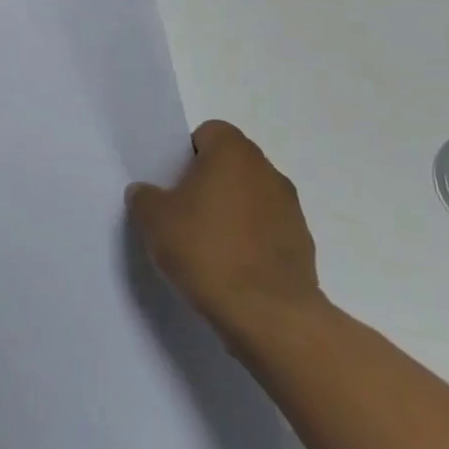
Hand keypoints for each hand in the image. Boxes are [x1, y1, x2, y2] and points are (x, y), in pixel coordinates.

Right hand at [127, 120, 321, 345]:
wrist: (269, 316)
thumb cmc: (206, 250)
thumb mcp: (153, 218)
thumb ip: (145, 196)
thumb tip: (149, 194)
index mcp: (233, 154)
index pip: (209, 132)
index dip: (187, 153)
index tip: (172, 181)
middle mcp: (268, 172)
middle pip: (232, 163)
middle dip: (208, 180)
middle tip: (182, 210)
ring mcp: (291, 210)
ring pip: (251, 196)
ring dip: (231, 210)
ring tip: (206, 244)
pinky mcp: (303, 245)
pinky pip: (267, 229)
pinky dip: (250, 239)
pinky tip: (230, 267)